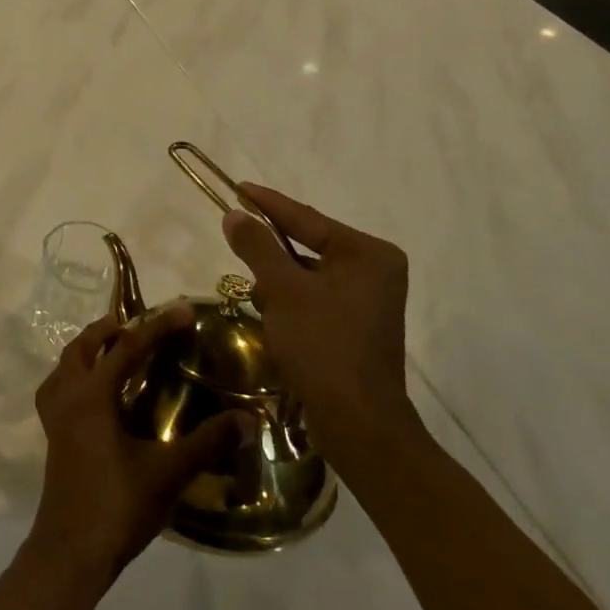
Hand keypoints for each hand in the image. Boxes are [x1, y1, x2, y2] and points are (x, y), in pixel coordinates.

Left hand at [27, 305, 244, 590]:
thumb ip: (208, 443)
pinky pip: (56, 390)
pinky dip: (71, 377)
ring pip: (65, 365)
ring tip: (110, 347)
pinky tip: (88, 393)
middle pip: (84, 347)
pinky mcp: (52, 436)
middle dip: (110, 330)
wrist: (72, 550)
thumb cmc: (118, 505)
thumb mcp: (169, 472)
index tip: (182, 309)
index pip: (128, 348)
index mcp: (93, 395)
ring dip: (87, 349)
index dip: (157, 327)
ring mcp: (55, 417)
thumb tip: (249, 420)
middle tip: (137, 324)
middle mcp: (69, 396)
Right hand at [222, 183, 417, 456]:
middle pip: (308, 245)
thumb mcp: (283, 290)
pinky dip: (290, 302)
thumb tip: (235, 214)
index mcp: (368, 254)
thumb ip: (258, 246)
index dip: (267, 203)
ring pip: (307, 274)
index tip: (237, 187)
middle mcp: (374, 270)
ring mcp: (368, 300)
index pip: (307, 218)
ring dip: (277, 281)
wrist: (357, 422)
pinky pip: (314, 297)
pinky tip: (272, 317)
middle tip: (236, 240)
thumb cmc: (323, 346)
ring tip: (256, 294)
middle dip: (270, 251)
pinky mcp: (356, 325)